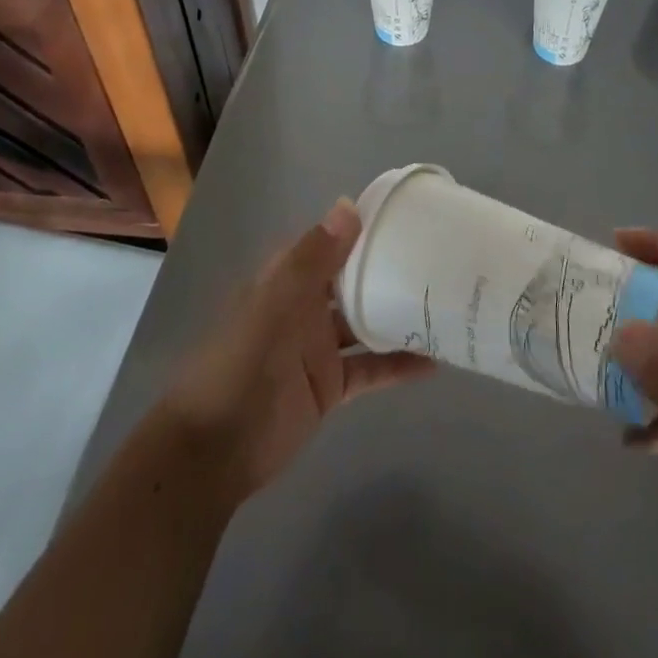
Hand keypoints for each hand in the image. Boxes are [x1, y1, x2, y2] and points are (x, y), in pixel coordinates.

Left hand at [160, 201, 432, 503]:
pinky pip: (370, 369)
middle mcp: (305, 306)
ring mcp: (318, 347)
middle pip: (353, 280)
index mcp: (287, 280)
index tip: (405, 215)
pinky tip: (434, 362)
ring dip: (398, 315)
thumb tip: (349, 206)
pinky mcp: (330, 386)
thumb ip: (312, 260)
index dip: (361, 227)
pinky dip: (398, 365)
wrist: (212, 452)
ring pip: (366, 322)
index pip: (329, 241)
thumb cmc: (239, 366)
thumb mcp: (273, 306)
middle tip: (439, 258)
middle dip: (388, 269)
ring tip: (445, 303)